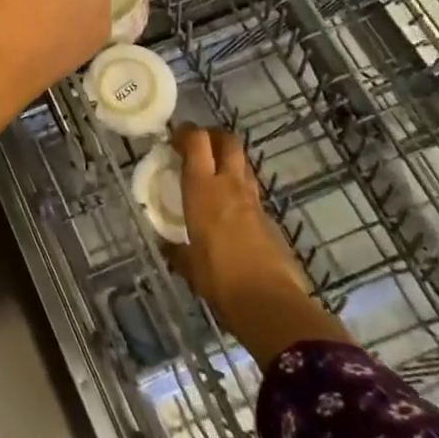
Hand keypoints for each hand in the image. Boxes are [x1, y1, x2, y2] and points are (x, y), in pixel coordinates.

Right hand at [165, 126, 350, 366]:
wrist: (271, 304)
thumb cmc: (220, 279)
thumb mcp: (189, 265)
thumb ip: (177, 251)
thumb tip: (167, 247)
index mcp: (203, 189)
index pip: (197, 141)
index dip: (185, 132)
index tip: (173, 138)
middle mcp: (229, 185)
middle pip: (228, 141)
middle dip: (213, 136)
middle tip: (198, 146)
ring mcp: (254, 201)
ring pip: (244, 164)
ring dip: (229, 160)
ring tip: (214, 174)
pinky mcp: (270, 220)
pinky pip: (252, 192)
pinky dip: (240, 190)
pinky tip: (231, 209)